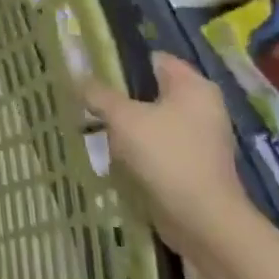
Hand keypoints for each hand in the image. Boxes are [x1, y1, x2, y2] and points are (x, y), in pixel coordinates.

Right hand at [82, 52, 252, 257]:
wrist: (202, 220)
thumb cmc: (166, 156)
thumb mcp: (123, 118)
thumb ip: (98, 93)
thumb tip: (76, 74)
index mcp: (194, 87)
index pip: (153, 59)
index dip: (121, 61)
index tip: (89, 70)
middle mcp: (202, 107)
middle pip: (151, 89)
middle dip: (118, 95)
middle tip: (85, 98)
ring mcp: (200, 137)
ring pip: (151, 118)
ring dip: (124, 123)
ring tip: (91, 125)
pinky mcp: (192, 163)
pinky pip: (157, 144)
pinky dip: (136, 146)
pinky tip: (112, 153)